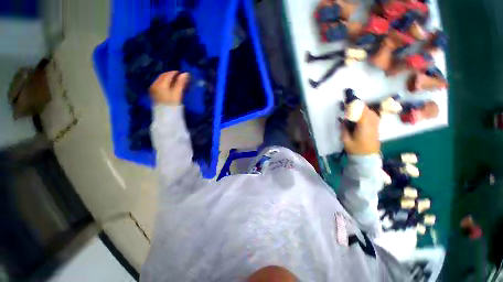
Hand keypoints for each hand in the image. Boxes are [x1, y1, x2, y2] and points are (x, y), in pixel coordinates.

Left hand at [149, 71, 189, 104]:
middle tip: (181, 79)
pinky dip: (167, 85)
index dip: (176, 73)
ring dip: (170, 81)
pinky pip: (160, 86)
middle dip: (172, 76)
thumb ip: (181, 83)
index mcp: (160, 84)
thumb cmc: (172, 106)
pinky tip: (172, 88)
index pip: (168, 75)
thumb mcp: (177, 94)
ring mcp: (153, 90)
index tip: (184, 75)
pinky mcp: (154, 95)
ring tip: (178, 83)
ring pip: (162, 81)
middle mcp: (154, 85)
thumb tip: (186, 73)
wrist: (165, 118)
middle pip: (163, 77)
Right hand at [341, 106, 379, 154]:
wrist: (367, 157)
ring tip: (355, 109)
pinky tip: (363, 115)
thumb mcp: (346, 140)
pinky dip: (368, 113)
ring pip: (371, 112)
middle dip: (359, 106)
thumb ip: (344, 129)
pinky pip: (374, 116)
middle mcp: (372, 124)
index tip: (348, 103)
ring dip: (363, 109)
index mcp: (364, 127)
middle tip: (350, 105)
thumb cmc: (355, 149)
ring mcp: (376, 125)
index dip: (355, 106)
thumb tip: (344, 121)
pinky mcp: (377, 127)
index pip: (361, 112)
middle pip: (367, 110)